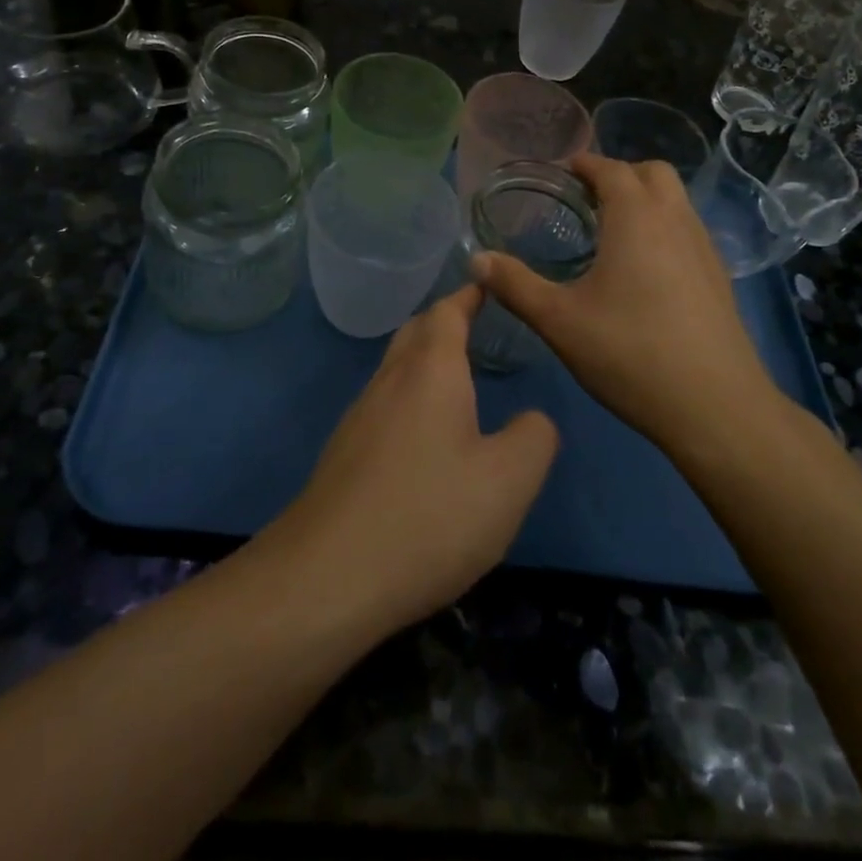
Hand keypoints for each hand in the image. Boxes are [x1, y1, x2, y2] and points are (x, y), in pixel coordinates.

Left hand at [273, 285, 557, 636]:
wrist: (328, 577)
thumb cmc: (428, 516)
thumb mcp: (508, 481)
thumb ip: (534, 438)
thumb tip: (532, 419)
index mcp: (430, 371)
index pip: (447, 312)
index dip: (469, 295)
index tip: (487, 285)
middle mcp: (389, 381)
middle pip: (415, 332)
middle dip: (444, 321)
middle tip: (476, 325)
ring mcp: (359, 416)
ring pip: (395, 369)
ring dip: (425, 361)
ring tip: (457, 379)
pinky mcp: (344, 453)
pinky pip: (384, 405)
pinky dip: (409, 397)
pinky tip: (425, 437)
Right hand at [472, 153, 780, 457]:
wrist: (716, 408)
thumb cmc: (630, 353)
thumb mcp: (558, 321)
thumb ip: (515, 285)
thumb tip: (476, 260)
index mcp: (636, 218)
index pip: (611, 169)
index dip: (585, 164)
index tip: (562, 171)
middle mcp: (676, 221)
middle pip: (653, 173)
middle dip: (620, 174)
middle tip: (587, 199)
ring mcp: (704, 248)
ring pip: (676, 201)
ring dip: (646, 200)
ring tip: (612, 233)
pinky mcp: (720, 277)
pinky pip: (688, 230)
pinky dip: (664, 228)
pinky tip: (645, 271)